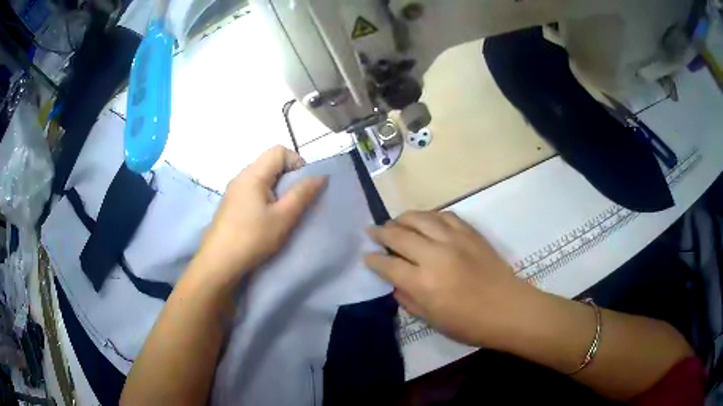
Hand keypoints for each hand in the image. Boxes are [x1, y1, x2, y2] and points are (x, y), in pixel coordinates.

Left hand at [193, 146, 326, 288]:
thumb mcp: (283, 217)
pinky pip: (252, 190)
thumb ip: (302, 194)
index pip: (279, 151)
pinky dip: (265, 197)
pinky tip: (266, 219)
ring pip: (262, 178)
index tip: (303, 186)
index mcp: (253, 174)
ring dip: (277, 189)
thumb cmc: (252, 238)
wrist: (219, 263)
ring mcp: (233, 190)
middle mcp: (241, 176)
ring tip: (282, 212)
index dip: (296, 162)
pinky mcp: (230, 204)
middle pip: (270, 163)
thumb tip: (320, 176)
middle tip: (296, 202)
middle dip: (288, 177)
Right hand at [365, 211, 539, 346]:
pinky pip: (445, 215)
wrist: (509, 309)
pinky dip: (430, 216)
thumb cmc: (470, 324)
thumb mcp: (432, 320)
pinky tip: (426, 221)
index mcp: (423, 283)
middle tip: (372, 231)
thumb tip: (395, 283)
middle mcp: (435, 255)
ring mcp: (454, 239)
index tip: (367, 256)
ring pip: (420, 217)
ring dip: (402, 218)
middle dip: (381, 232)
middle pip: (399, 235)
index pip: (388, 265)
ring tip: (395, 223)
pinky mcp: (470, 233)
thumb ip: (408, 299)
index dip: (373, 259)